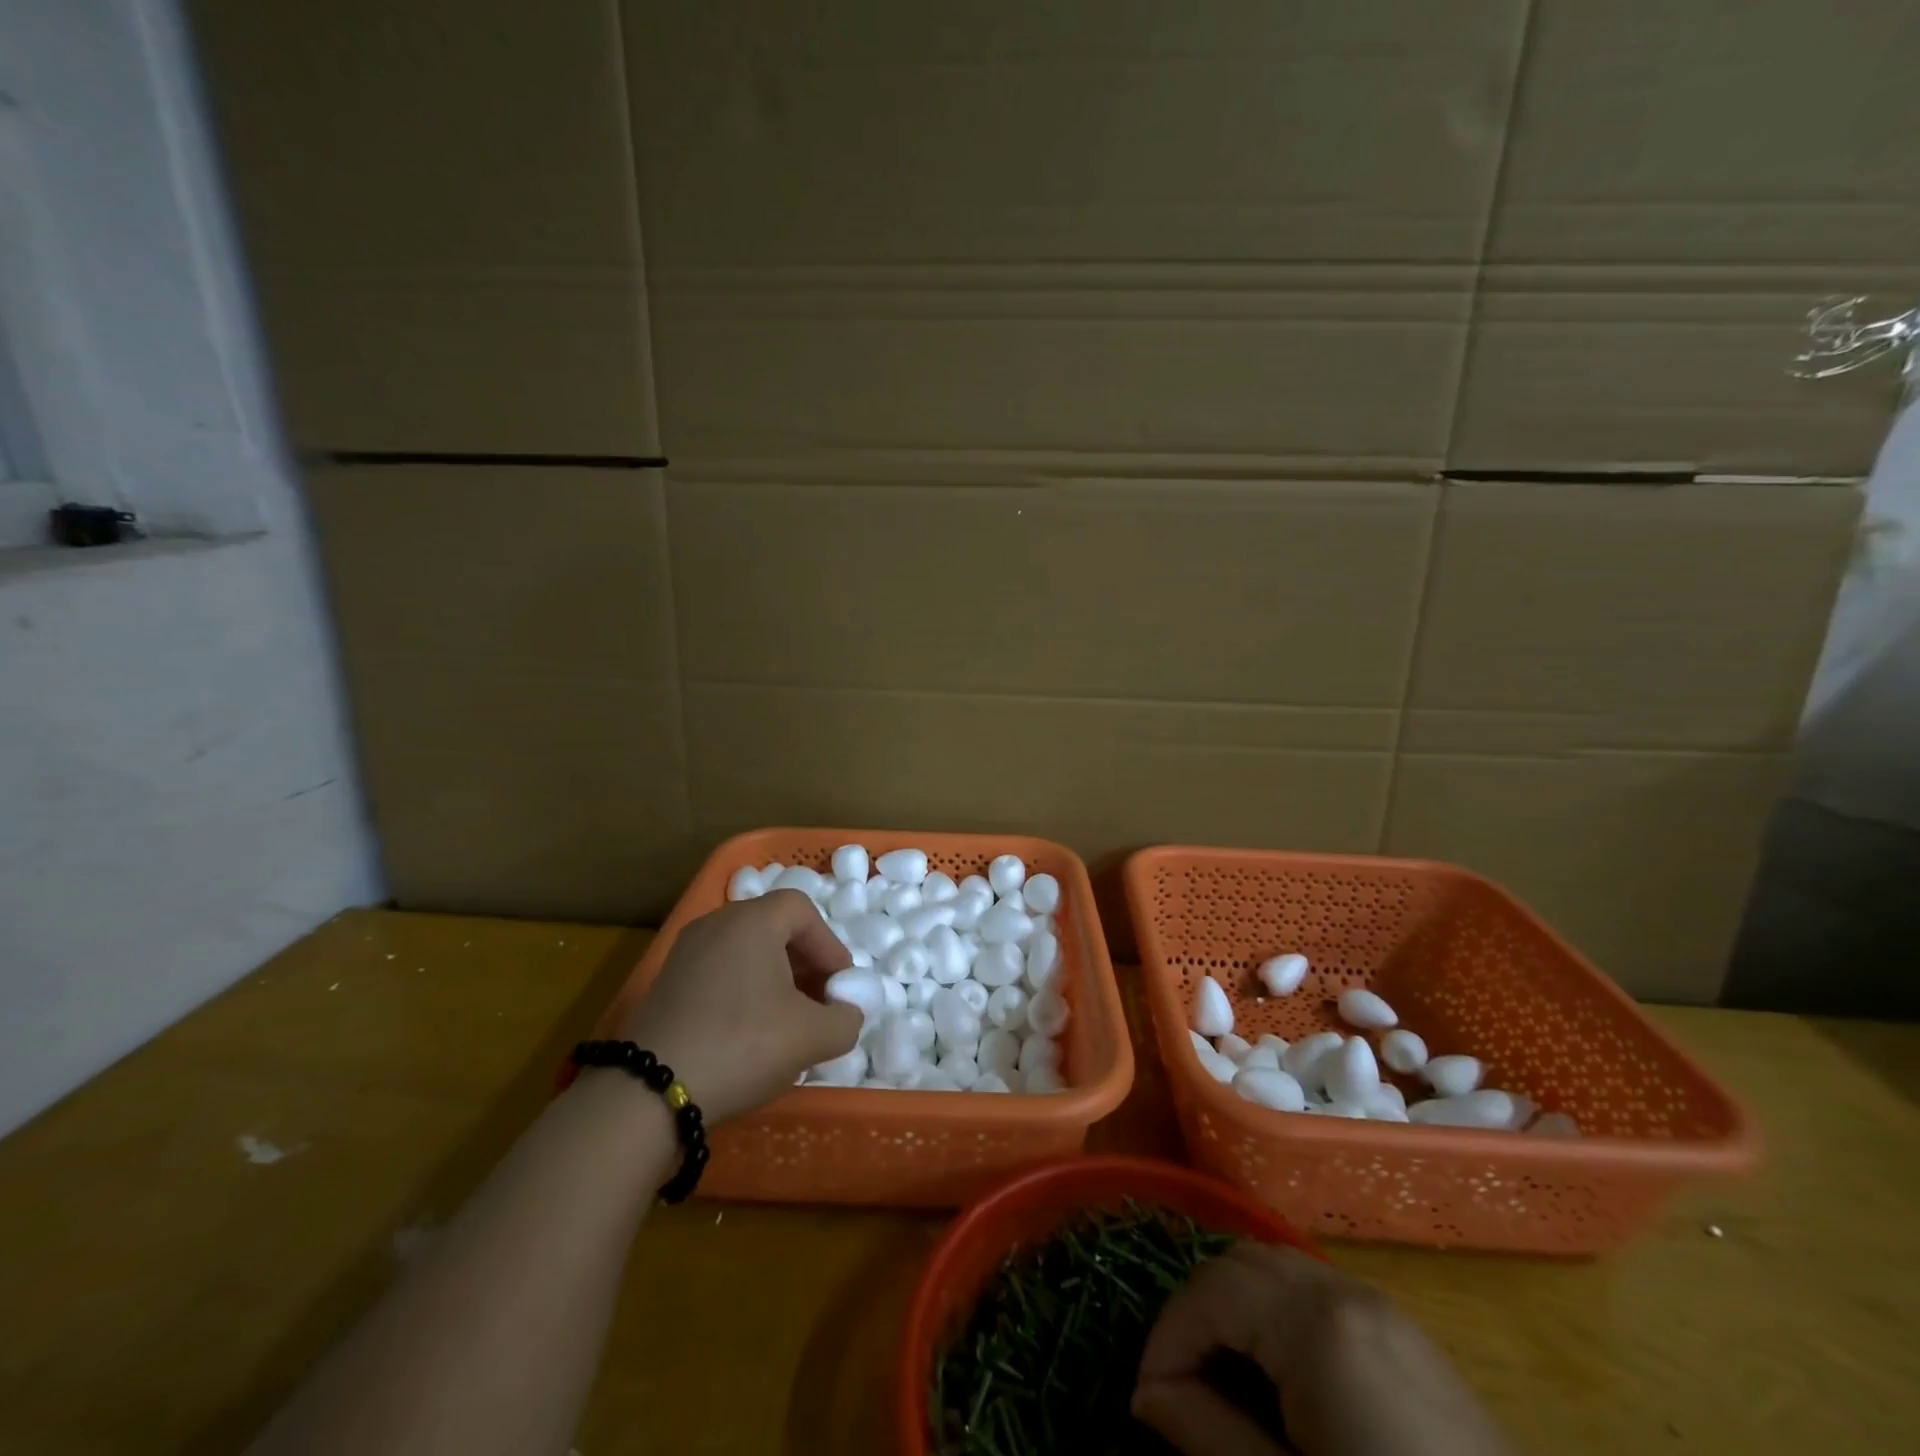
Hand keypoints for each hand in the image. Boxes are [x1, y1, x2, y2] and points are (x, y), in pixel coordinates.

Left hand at [618, 890, 860, 1123]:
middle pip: (773, 926)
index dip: (828, 944)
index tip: (840, 984)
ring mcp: (686, 951)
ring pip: (745, 949)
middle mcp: (717, 923)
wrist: (649, 1091)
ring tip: (787, 1018)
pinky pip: (719, 970)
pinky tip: (749, 1031)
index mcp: (752, 920)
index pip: (802, 910)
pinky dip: (744, 988)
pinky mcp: (666, 982)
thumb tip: (846, 1013)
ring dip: (775, 976)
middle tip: (819, 999)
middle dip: (804, 961)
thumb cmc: (741, 1045)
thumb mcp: (811, 1037)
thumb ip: (845, 1020)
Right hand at [1133, 1245, 1510, 1455]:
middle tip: (1178, 1385)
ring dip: (1235, 1309)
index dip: (1166, 1338)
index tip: (1146, 1400)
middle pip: (1241, 1264)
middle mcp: (1345, 1290)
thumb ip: (1210, 1435)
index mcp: (1316, 1321)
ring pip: (1278, 1271)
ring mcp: (1384, 1307)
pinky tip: (1280, 1378)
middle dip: (1197, 1314)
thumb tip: (1148, 1398)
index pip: (1209, 1292)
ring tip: (1220, 1379)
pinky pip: (1318, 1295)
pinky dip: (1278, 1315)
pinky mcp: (1409, 1336)